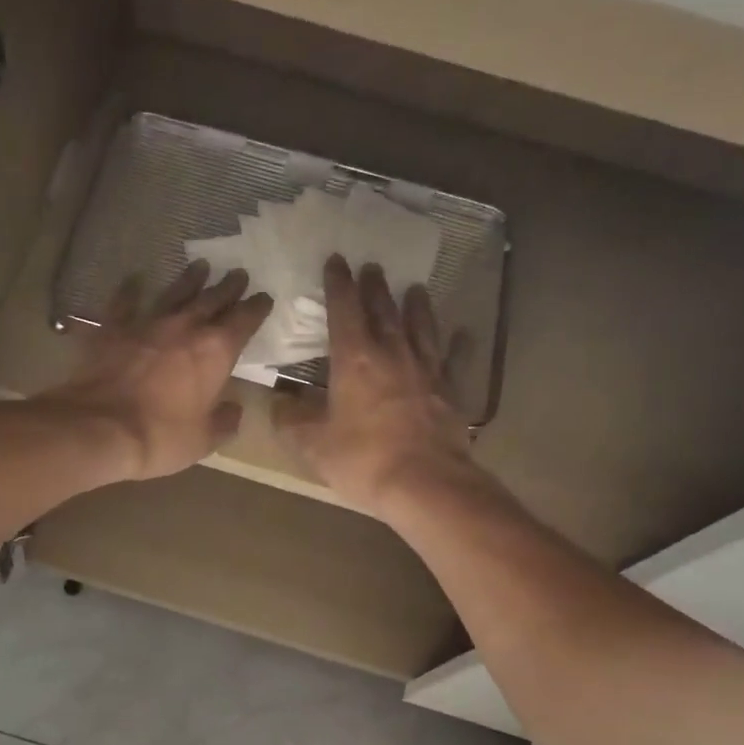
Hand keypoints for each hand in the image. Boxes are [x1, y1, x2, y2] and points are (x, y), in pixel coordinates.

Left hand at [42, 261, 272, 482]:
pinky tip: (134, 279)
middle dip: (228, 286)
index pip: (244, 321)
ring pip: (174, 293)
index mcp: (216, 352)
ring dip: (189, 280)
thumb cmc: (160, 437)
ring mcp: (147, 324)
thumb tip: (234, 410)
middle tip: (238, 273)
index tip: (264, 298)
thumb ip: (223, 422)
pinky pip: (125, 303)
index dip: (257, 308)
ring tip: (200, 266)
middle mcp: (185, 328)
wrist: (99, 428)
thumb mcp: (203, 440)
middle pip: (212, 299)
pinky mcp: (113, 329)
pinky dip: (131, 290)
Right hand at [275, 255, 480, 517]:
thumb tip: (279, 401)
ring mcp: (427, 371)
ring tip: (414, 288)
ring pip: (420, 328)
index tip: (336, 260)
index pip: (344, 311)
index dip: (338, 284)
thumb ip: (293, 419)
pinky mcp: (450, 391)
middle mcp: (392, 354)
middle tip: (372, 266)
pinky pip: (454, 360)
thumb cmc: (363, 460)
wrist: (426, 484)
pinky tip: (464, 334)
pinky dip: (458, 344)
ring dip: (415, 306)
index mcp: (355, 360)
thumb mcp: (313, 445)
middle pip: (383, 311)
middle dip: (374, 287)